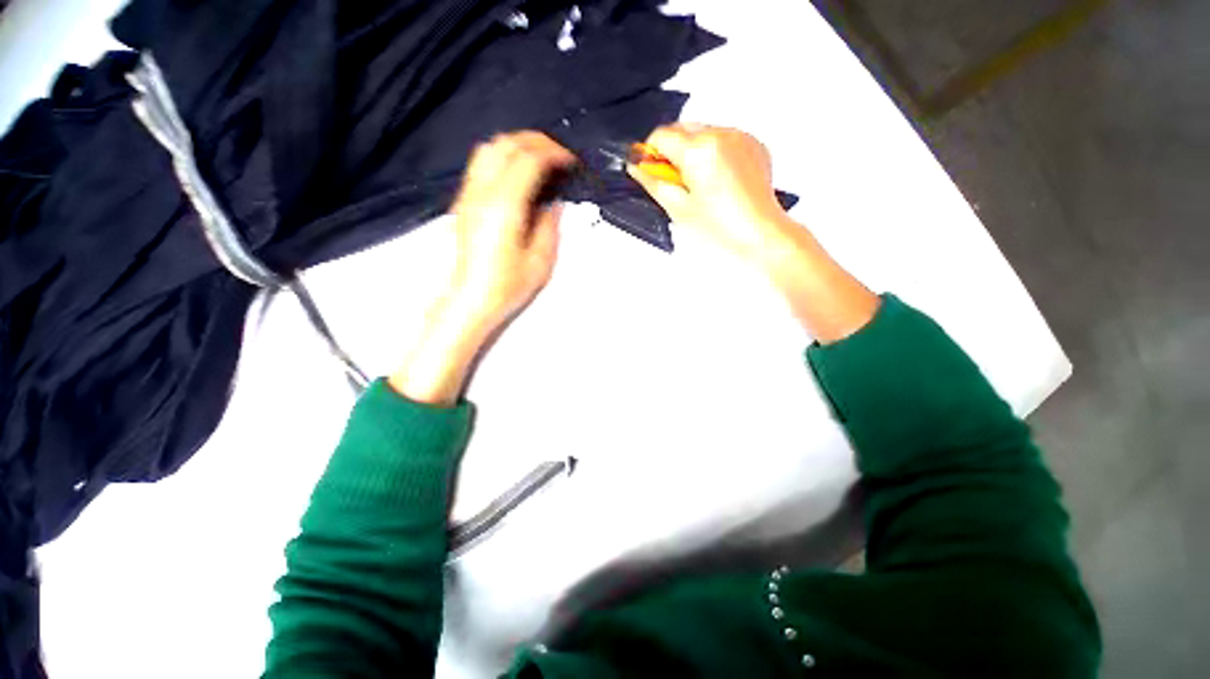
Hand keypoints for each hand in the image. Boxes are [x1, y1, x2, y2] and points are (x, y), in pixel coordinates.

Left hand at [447, 131, 576, 332]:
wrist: (470, 298)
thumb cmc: (507, 285)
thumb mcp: (540, 260)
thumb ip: (549, 225)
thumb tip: (553, 202)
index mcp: (505, 206)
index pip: (529, 159)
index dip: (553, 153)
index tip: (571, 161)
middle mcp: (483, 192)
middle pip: (506, 144)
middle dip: (536, 141)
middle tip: (558, 155)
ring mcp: (469, 195)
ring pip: (489, 149)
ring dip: (517, 145)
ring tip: (539, 160)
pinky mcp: (464, 202)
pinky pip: (481, 164)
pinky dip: (503, 158)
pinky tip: (517, 175)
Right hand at [627, 123, 795, 266]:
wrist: (760, 233)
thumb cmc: (721, 227)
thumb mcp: (679, 208)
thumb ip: (654, 182)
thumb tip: (637, 167)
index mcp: (698, 150)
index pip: (661, 135)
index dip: (651, 154)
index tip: (651, 170)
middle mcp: (720, 134)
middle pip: (683, 129)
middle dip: (673, 151)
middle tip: (677, 182)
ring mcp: (740, 137)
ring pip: (703, 133)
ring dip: (694, 152)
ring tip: (700, 185)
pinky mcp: (754, 144)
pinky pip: (724, 139)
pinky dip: (715, 154)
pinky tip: (718, 180)